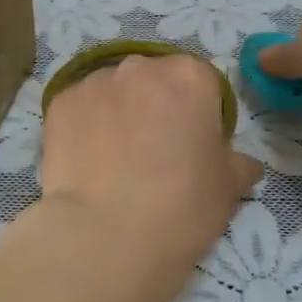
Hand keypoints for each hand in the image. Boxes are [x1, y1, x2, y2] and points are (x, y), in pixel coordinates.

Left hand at [38, 54, 262, 281]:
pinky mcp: (59, 103)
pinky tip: (88, 163)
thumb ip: (238, 163)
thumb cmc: (182, 206)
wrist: (107, 235)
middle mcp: (140, 66)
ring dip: (118, 113)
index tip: (193, 145)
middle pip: (153, 80)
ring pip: (113, 91)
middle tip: (153, 153)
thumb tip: (242, 162)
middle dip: (155, 106)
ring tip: (115, 161)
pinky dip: (84, 127)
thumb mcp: (228, 187)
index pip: (202, 83)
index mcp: (189, 76)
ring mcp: (94, 82)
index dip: (199, 114)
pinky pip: (79, 109)